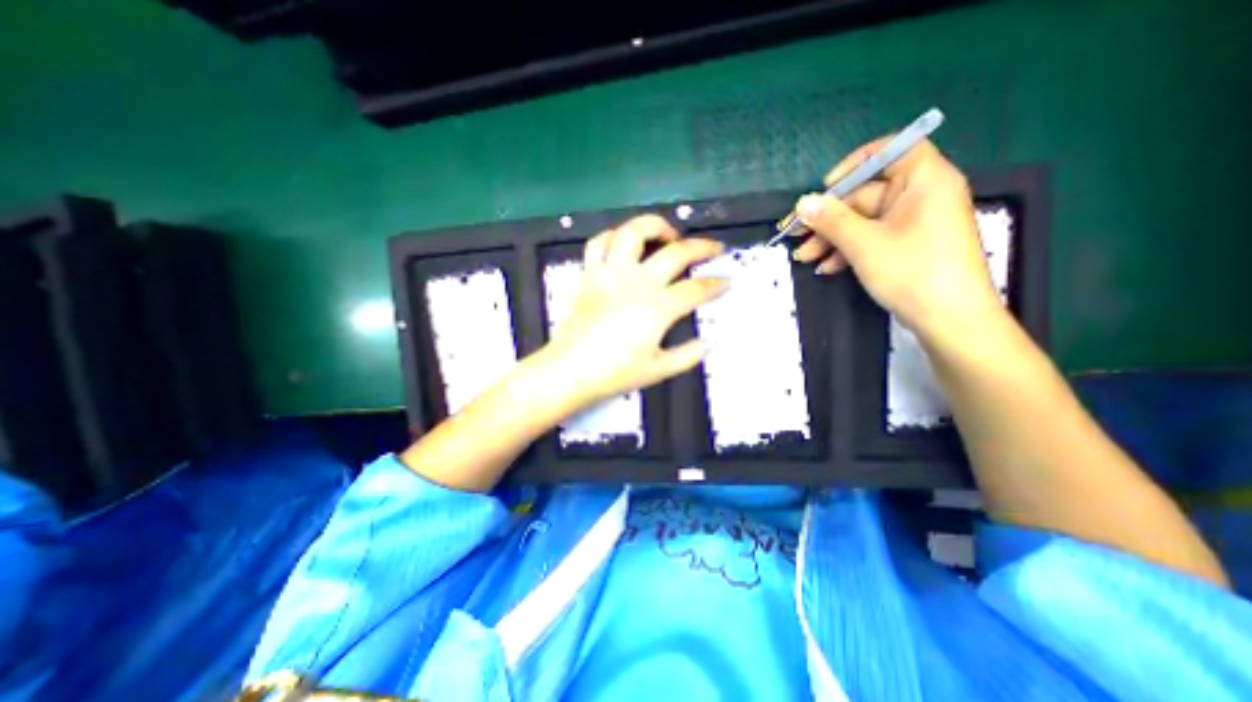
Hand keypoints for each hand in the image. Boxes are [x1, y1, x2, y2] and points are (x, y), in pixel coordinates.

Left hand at [535, 216, 724, 407]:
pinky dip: (612, 237)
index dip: (716, 284)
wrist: (569, 371)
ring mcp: (610, 273)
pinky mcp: (589, 274)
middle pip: (676, 253)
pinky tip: (624, 244)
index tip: (726, 281)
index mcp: (658, 307)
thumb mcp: (658, 371)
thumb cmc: (615, 373)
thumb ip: (688, 356)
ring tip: (668, 235)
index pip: (696, 289)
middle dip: (702, 247)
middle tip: (714, 248)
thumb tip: (707, 343)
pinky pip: (598, 244)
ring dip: (655, 227)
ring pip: (633, 232)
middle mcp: (637, 281)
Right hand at [784, 136, 1005, 339]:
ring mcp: (913, 223)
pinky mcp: (906, 245)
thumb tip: (803, 202)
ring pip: (863, 221)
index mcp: (924, 181)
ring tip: (804, 257)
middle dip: (828, 218)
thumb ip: (831, 220)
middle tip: (797, 235)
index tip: (825, 188)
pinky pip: (871, 238)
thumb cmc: (913, 273)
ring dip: (831, 238)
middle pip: (866, 194)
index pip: (891, 150)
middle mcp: (921, 196)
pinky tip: (827, 266)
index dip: (855, 165)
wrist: (949, 321)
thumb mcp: (864, 244)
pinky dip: (847, 250)